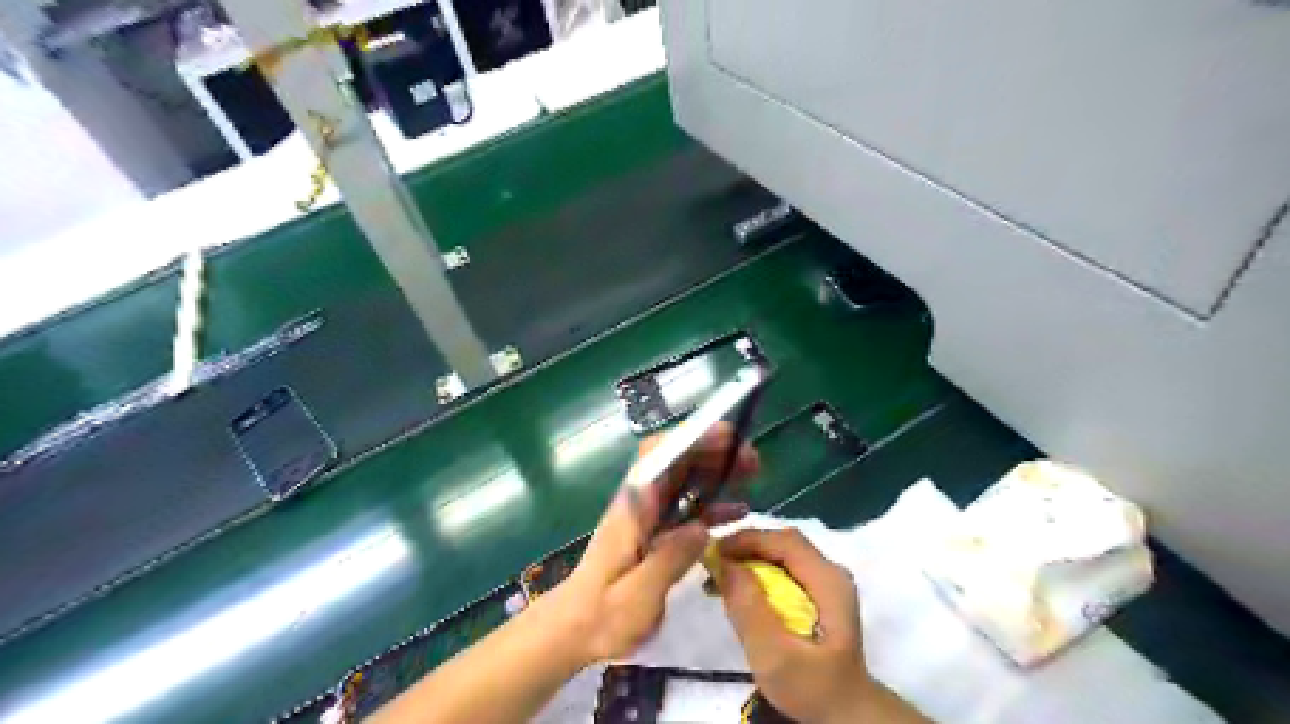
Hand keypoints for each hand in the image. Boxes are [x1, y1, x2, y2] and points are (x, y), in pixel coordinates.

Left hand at [551, 425, 758, 666]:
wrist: (574, 630)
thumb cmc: (600, 617)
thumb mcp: (637, 596)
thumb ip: (668, 560)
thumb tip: (702, 527)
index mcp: (633, 509)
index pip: (657, 455)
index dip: (691, 439)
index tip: (727, 437)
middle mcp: (640, 503)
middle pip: (676, 461)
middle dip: (713, 451)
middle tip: (752, 460)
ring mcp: (647, 516)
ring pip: (684, 479)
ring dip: (716, 472)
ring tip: (752, 476)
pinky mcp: (654, 532)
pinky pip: (686, 507)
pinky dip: (712, 503)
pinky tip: (737, 513)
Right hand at [722, 527, 881, 723]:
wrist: (844, 714)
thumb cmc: (812, 687)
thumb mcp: (775, 655)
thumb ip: (749, 608)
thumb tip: (722, 564)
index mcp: (828, 581)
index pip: (784, 541)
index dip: (747, 540)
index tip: (713, 552)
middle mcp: (830, 572)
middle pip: (782, 544)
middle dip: (744, 548)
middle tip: (711, 564)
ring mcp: (824, 583)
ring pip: (780, 555)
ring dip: (748, 560)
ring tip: (718, 579)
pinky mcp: (816, 595)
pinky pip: (782, 570)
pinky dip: (757, 574)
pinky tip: (737, 591)